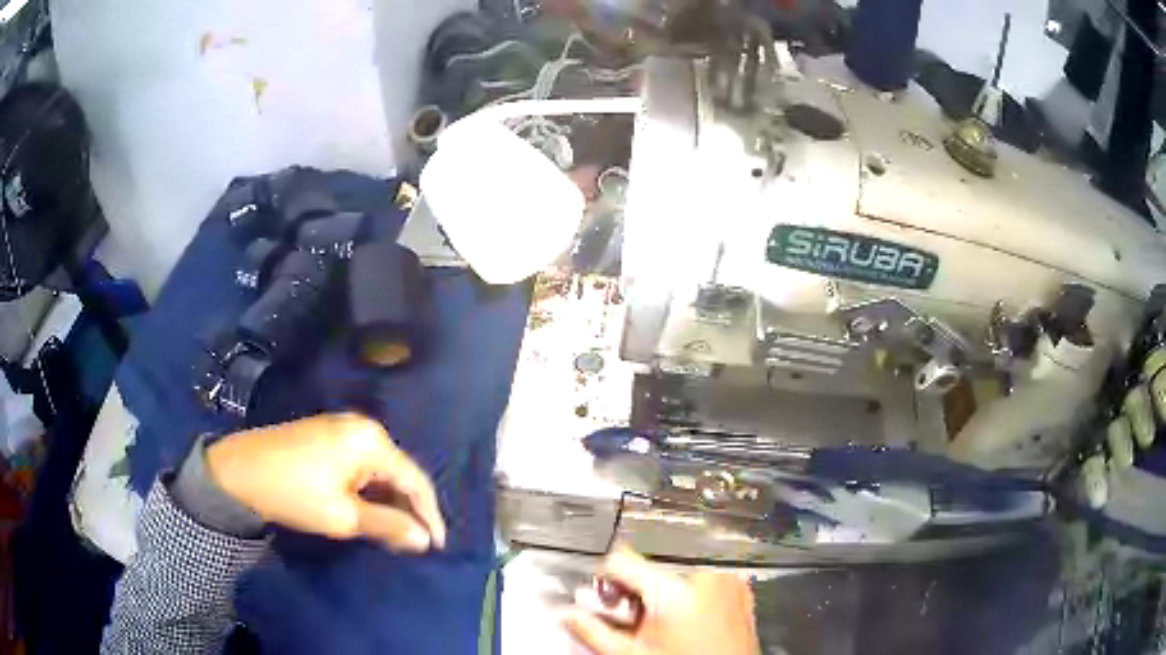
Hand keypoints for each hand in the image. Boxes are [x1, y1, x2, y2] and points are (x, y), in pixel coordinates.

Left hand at [206, 413, 445, 552]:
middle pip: (398, 474)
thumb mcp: (342, 516)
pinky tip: (367, 513)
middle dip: (407, 511)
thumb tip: (425, 539)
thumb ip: (388, 526)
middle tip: (411, 545)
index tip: (436, 547)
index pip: (414, 480)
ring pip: (379, 471)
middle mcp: (361, 428)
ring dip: (388, 503)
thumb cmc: (292, 493)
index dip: (429, 515)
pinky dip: (368, 492)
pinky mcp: (326, 437)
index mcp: (370, 441)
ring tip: (392, 535)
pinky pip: (360, 466)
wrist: (236, 472)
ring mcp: (342, 429)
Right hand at [565, 549, 758, 654]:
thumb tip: (569, 614)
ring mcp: (727, 581)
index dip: (603, 578)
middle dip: (634, 591)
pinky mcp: (740, 589)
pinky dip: (689, 593)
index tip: (600, 594)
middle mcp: (704, 576)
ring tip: (661, 623)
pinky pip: (704, 579)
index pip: (620, 561)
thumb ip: (594, 630)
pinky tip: (686, 620)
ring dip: (661, 592)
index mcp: (674, 589)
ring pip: (677, 573)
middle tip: (632, 619)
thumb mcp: (631, 654)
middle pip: (649, 568)